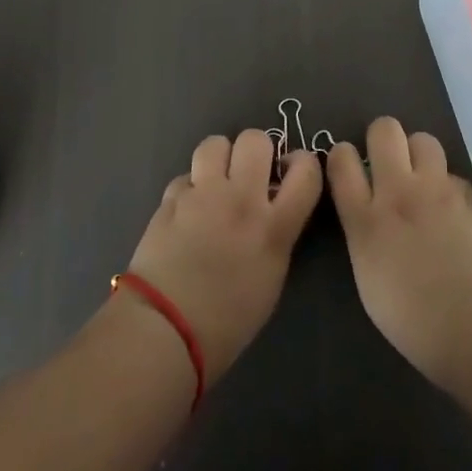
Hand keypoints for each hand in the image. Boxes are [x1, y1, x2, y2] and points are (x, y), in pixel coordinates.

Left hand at [121, 130, 322, 385]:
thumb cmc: (227, 322)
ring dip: (220, 157)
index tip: (292, 171)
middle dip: (257, 150)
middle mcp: (241, 199)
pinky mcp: (170, 199)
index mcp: (274, 225)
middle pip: (256, 139)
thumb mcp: (271, 277)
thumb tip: (272, 209)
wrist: (165, 331)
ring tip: (217, 180)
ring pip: (215, 144)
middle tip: (250, 172)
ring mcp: (202, 195)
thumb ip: (277, 233)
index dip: (303, 162)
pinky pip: (185, 176)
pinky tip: (187, 210)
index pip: (306, 169)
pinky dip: (190, 188)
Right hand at [328, 116, 471, 390]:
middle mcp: (399, 193)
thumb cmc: (418, 324)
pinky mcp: (470, 196)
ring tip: (422, 179)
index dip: (342, 155)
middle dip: (383, 137)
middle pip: (384, 130)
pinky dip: (447, 185)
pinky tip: (452, 211)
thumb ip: (366, 238)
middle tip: (388, 162)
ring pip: (423, 139)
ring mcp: (438, 190)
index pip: (341, 161)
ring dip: (418, 153)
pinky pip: (452, 174)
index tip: (348, 164)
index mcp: (365, 220)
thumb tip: (370, 221)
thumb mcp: (370, 281)